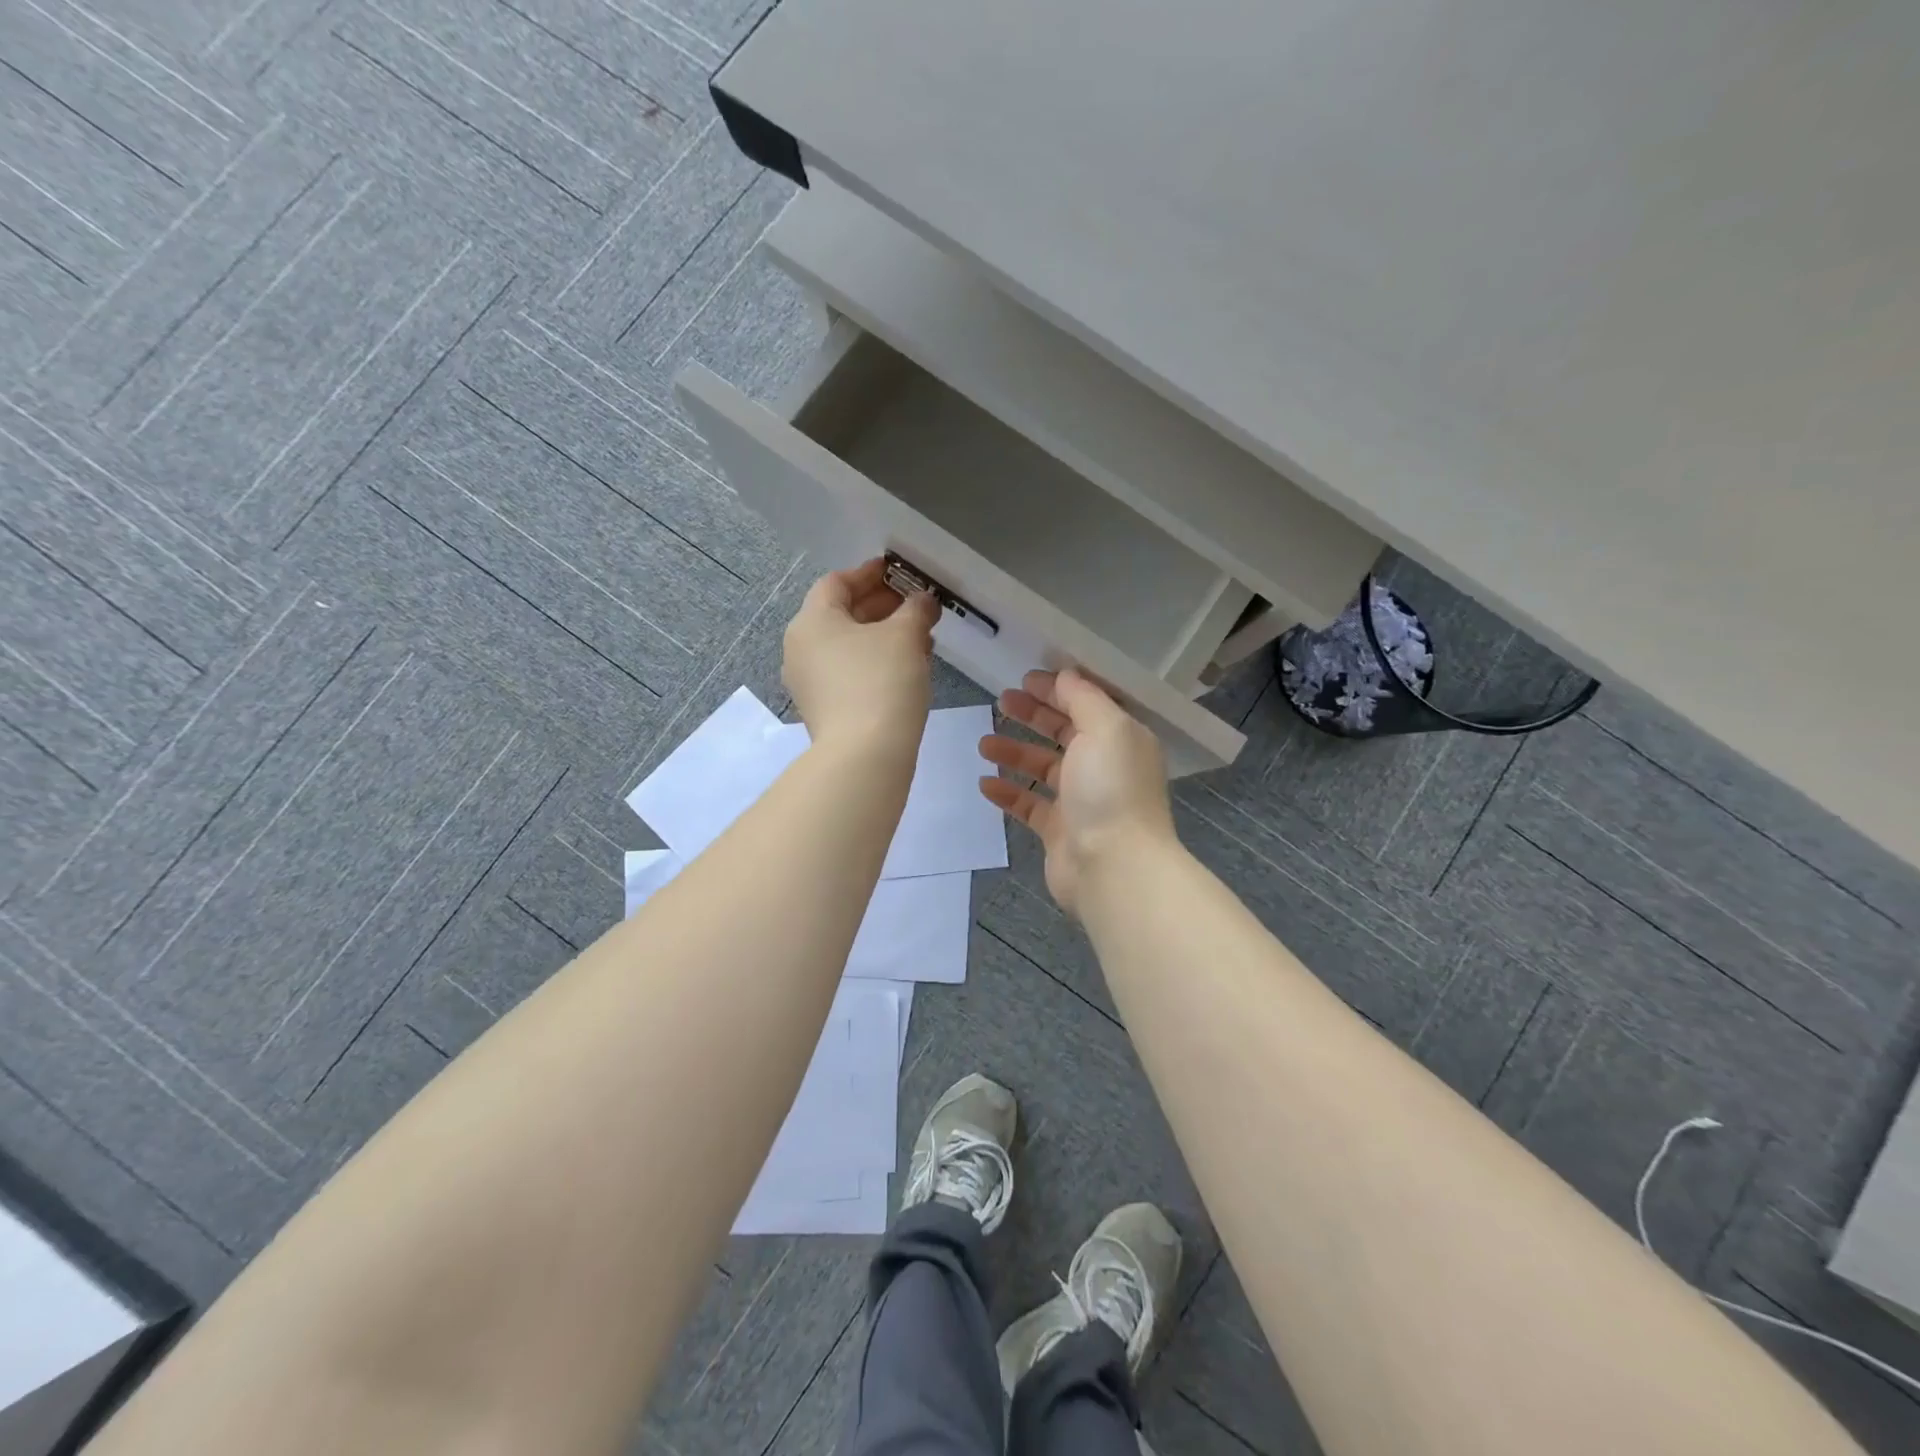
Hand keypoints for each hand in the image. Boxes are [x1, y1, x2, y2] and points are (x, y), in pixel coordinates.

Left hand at [783, 558, 939, 756]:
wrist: (865, 756)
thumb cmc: (881, 681)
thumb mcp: (905, 636)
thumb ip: (916, 609)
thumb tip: (922, 601)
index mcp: (811, 621)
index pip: (837, 582)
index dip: (869, 574)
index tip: (898, 572)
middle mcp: (800, 648)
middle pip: (840, 614)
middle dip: (881, 607)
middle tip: (915, 606)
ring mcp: (808, 683)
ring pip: (847, 646)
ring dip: (882, 637)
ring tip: (920, 639)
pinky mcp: (822, 709)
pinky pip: (848, 673)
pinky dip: (874, 663)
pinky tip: (906, 668)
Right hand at [977, 668, 1176, 912]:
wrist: (1113, 867)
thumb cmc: (1110, 789)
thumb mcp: (1104, 727)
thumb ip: (1083, 697)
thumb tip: (1064, 676)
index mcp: (1121, 739)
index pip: (1088, 705)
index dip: (1058, 689)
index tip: (1025, 679)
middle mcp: (1104, 767)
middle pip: (1064, 733)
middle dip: (1034, 715)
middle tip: (1002, 701)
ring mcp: (1081, 801)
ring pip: (1043, 768)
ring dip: (1015, 752)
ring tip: (984, 742)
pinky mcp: (1060, 831)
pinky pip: (1029, 805)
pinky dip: (1008, 793)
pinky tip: (985, 783)